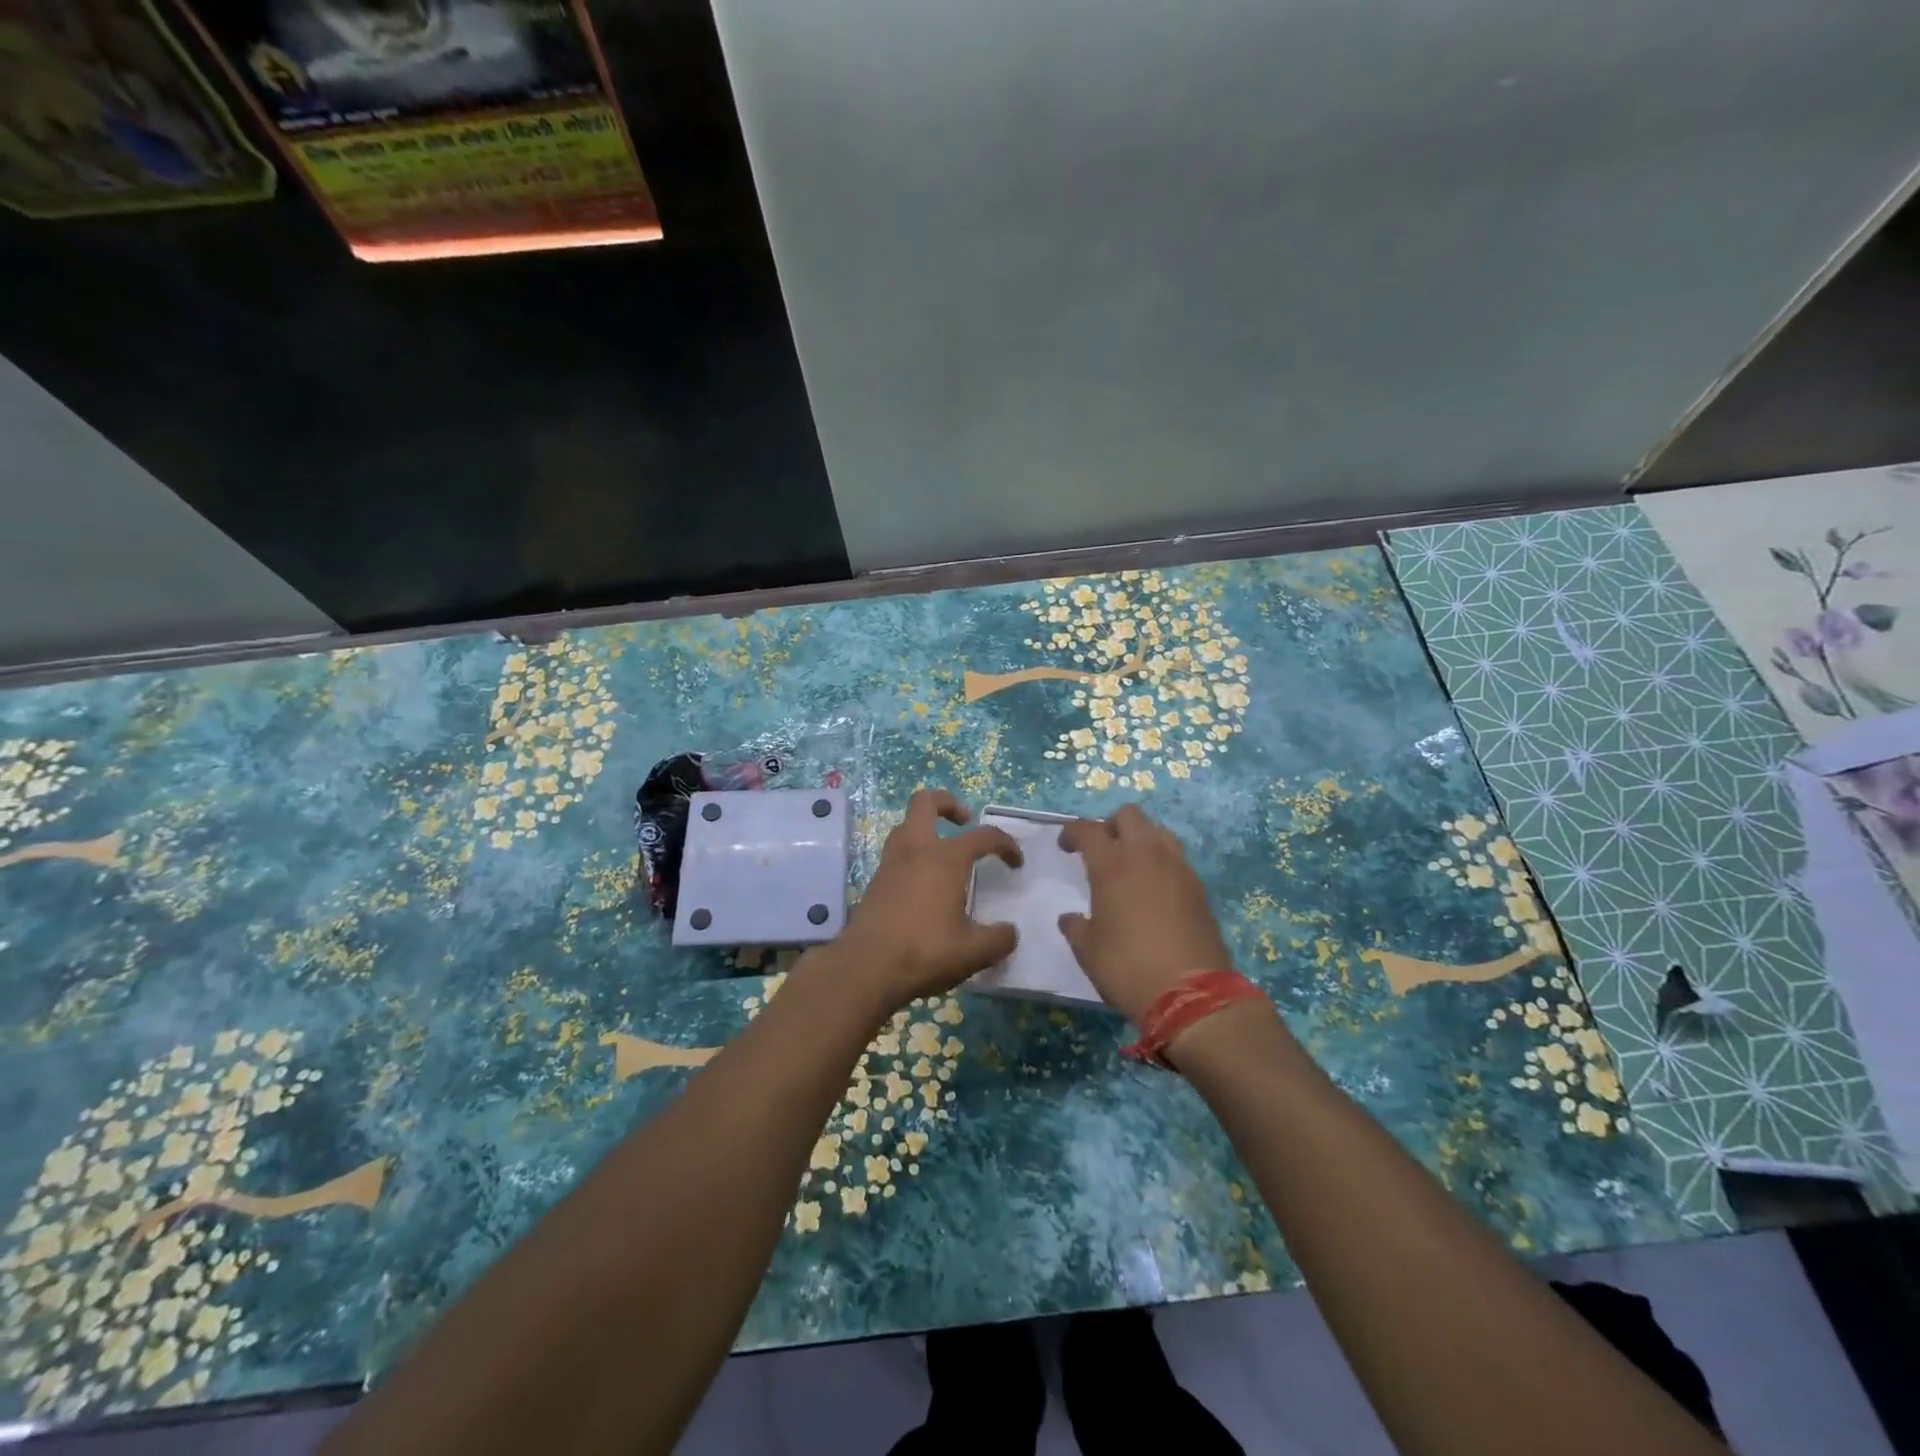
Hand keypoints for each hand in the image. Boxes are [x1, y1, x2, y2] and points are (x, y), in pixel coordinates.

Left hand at [828, 789, 1022, 1015]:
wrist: (865, 968)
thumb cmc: (924, 951)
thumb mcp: (973, 952)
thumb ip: (999, 939)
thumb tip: (1009, 933)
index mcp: (946, 859)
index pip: (984, 836)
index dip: (1005, 844)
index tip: (1015, 863)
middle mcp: (916, 850)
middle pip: (926, 802)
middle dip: (948, 804)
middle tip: (965, 823)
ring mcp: (891, 863)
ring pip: (906, 825)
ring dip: (926, 828)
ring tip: (944, 853)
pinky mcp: (875, 881)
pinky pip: (896, 852)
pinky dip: (913, 855)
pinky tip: (924, 884)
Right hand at [1058, 805, 1234, 1023]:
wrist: (1191, 994)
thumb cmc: (1128, 967)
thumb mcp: (1088, 950)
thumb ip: (1076, 926)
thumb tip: (1070, 917)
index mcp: (1112, 865)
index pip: (1088, 829)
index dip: (1073, 832)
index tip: (1066, 846)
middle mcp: (1146, 856)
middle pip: (1129, 815)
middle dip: (1111, 825)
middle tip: (1102, 849)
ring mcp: (1178, 868)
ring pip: (1158, 831)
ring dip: (1141, 838)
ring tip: (1131, 865)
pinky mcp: (1199, 887)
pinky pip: (1177, 858)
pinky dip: (1162, 862)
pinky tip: (1155, 888)